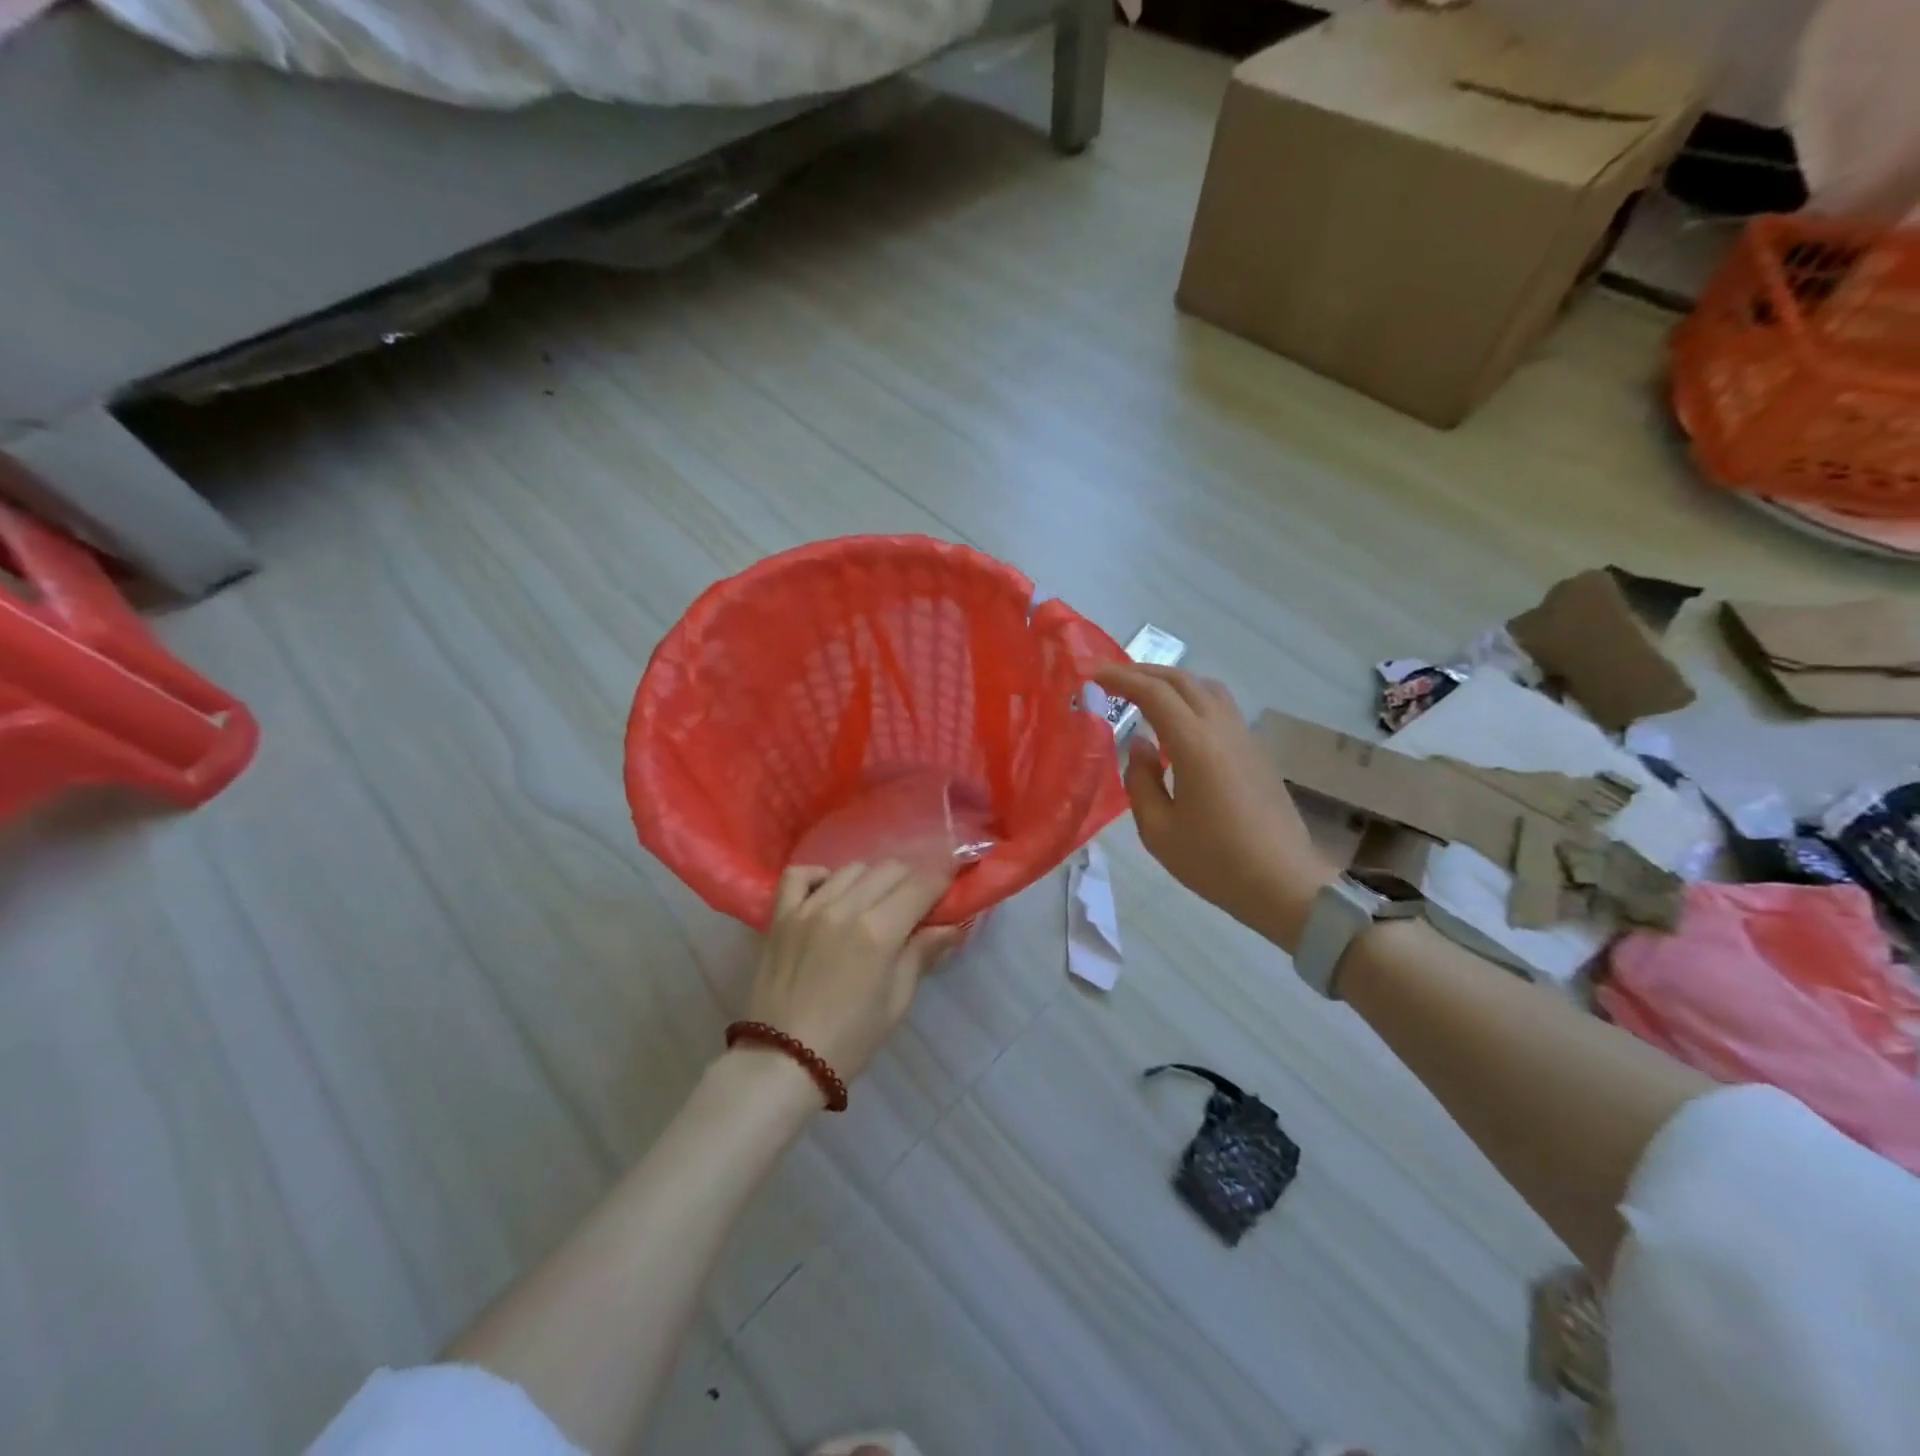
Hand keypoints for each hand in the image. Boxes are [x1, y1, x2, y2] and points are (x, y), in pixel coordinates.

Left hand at [743, 861, 961, 1087]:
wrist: (783, 1062)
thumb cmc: (850, 1040)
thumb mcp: (897, 1001)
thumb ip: (922, 954)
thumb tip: (953, 926)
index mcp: (879, 932)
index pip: (921, 886)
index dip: (941, 882)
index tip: (948, 887)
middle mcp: (845, 908)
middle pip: (889, 869)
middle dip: (910, 879)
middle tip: (915, 901)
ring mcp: (808, 908)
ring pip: (850, 869)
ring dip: (871, 879)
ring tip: (874, 901)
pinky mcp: (780, 916)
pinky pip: (798, 875)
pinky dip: (818, 876)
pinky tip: (827, 893)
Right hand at [1094, 664, 1334, 951]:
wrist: (1285, 884)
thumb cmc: (1215, 862)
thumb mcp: (1159, 830)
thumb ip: (1141, 781)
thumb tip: (1141, 746)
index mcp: (1195, 745)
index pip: (1155, 694)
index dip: (1122, 678)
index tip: (1095, 674)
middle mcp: (1222, 730)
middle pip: (1183, 681)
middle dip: (1145, 672)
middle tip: (1114, 679)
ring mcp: (1245, 738)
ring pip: (1207, 689)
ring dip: (1172, 683)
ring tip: (1145, 696)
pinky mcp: (1257, 752)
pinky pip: (1221, 708)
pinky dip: (1192, 700)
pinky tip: (1177, 727)